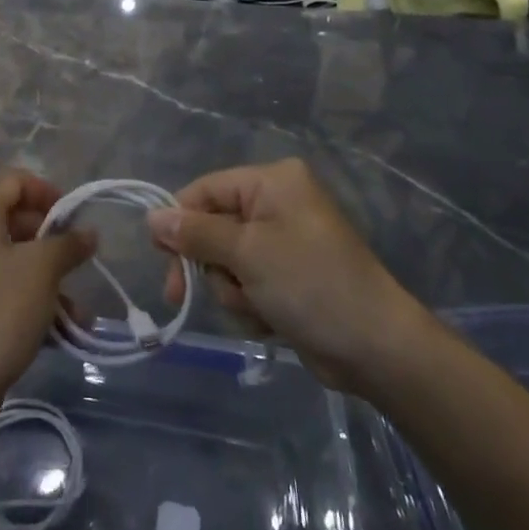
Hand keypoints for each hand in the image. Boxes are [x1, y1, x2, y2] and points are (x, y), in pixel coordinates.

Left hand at [0, 170, 95, 426]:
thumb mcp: (42, 271)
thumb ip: (68, 244)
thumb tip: (87, 232)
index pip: (14, 181)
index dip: (47, 191)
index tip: (74, 219)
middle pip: (15, 220)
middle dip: (53, 240)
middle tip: (79, 262)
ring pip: (14, 261)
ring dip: (50, 279)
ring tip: (79, 312)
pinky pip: (4, 291)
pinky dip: (32, 302)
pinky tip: (61, 332)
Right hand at [148, 158, 425, 392]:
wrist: (375, 348)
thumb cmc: (310, 284)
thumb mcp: (247, 253)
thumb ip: (195, 233)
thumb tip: (152, 217)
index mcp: (272, 182)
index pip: (205, 190)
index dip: (179, 222)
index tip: (161, 258)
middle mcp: (277, 204)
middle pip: (212, 228)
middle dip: (209, 265)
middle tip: (182, 294)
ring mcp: (283, 242)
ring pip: (226, 262)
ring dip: (232, 290)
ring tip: (258, 307)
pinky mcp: (288, 277)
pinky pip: (247, 283)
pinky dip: (250, 304)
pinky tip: (270, 321)